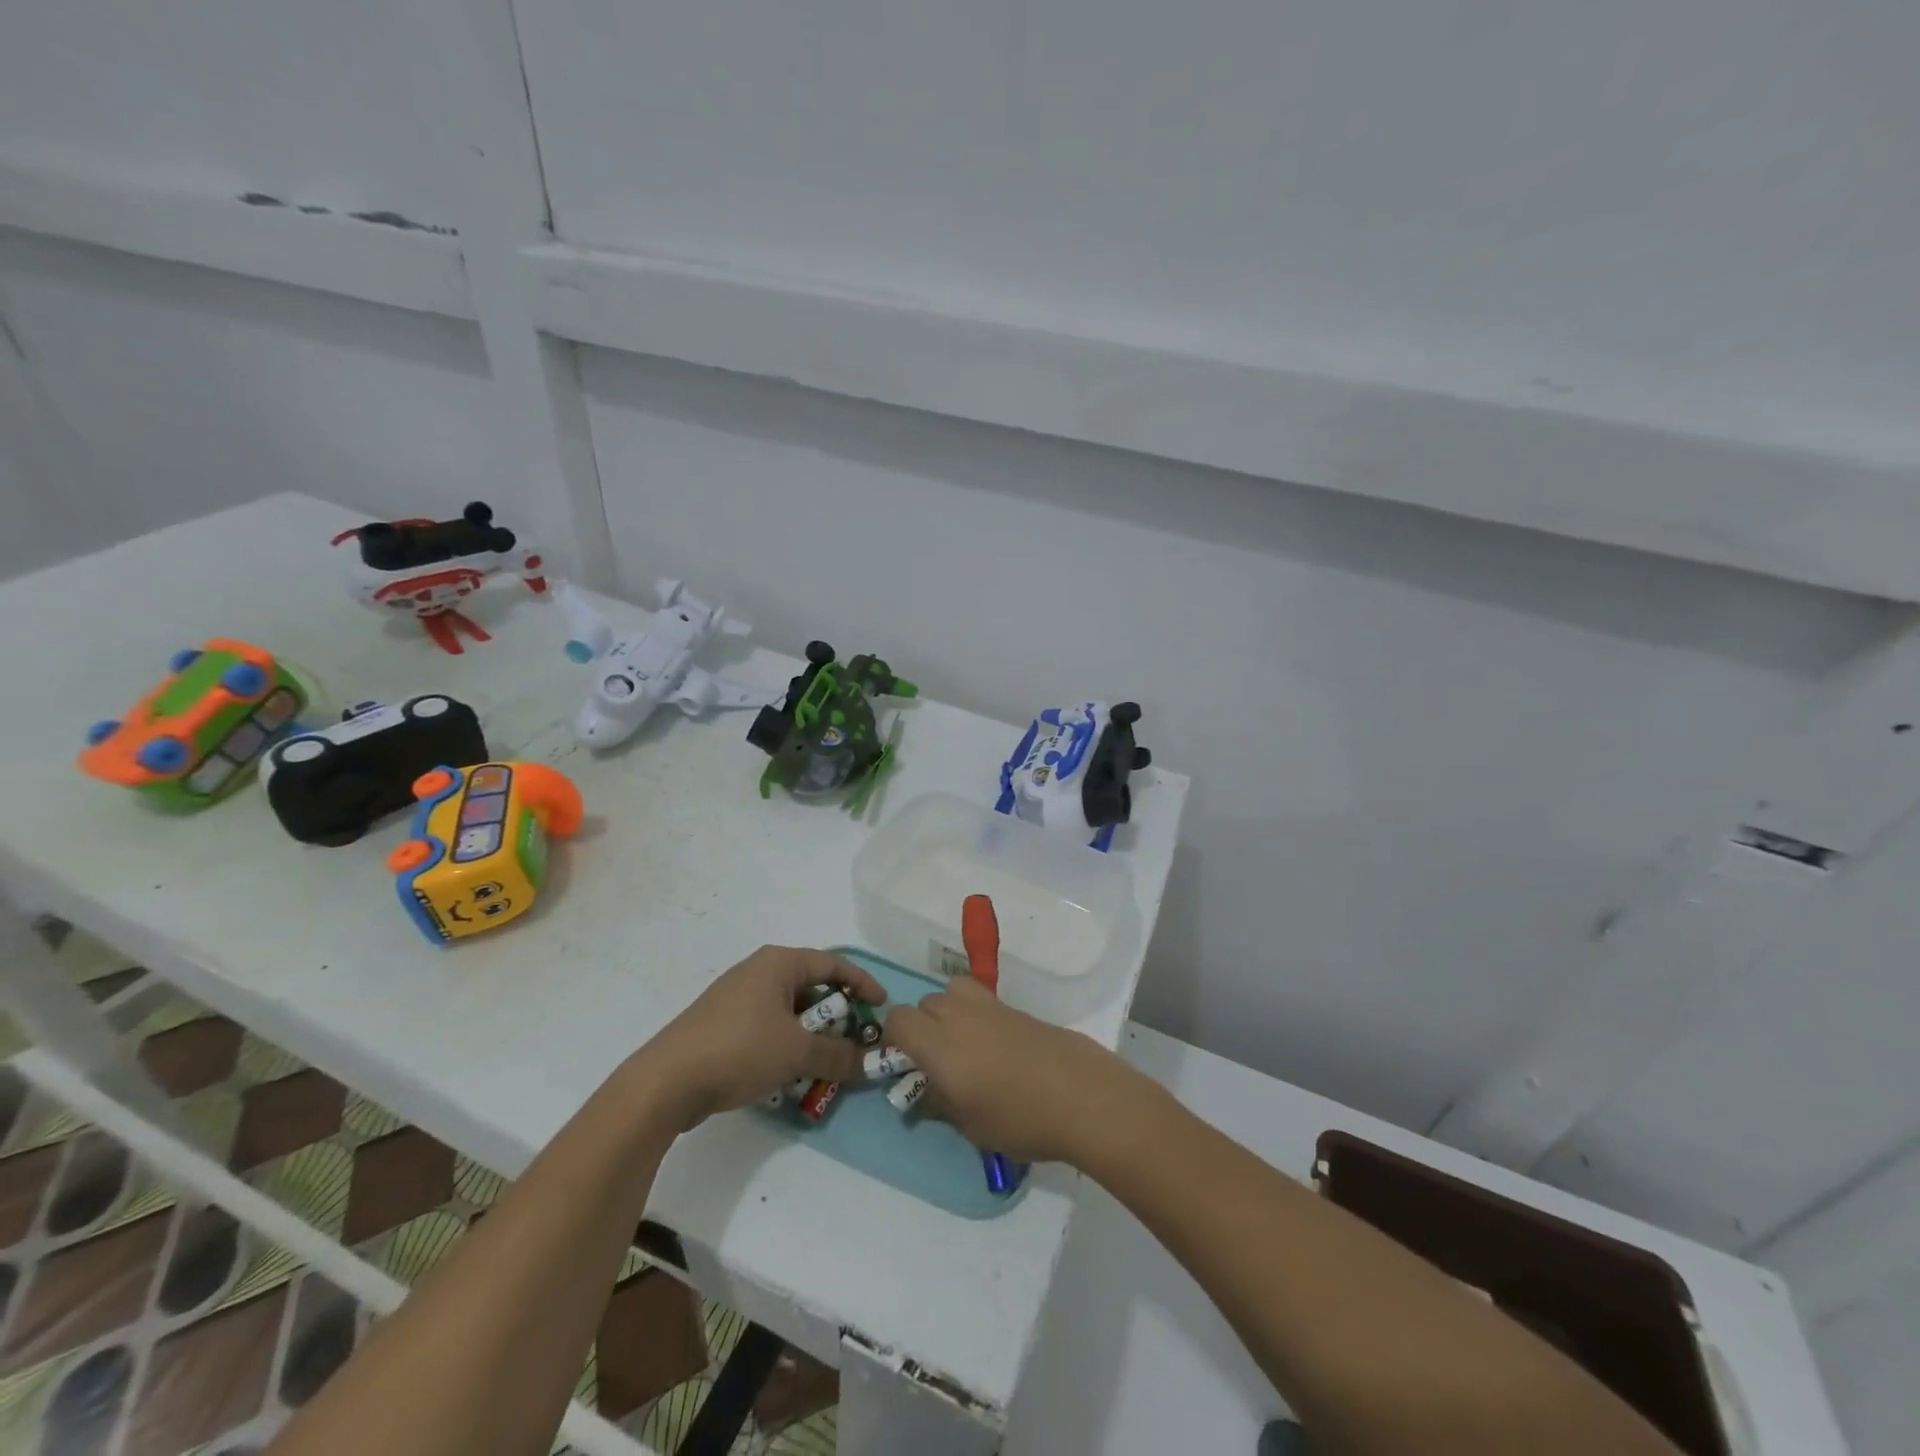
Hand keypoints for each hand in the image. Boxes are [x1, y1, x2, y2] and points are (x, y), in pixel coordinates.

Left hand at [642, 946, 886, 1128]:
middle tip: (857, 1041)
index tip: (883, 1007)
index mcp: (779, 963)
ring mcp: (737, 998)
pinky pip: (769, 1028)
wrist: (666, 1081)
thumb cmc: (740, 1049)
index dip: (862, 984)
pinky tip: (793, 1074)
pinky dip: (788, 1045)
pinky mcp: (723, 1025)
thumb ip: (839, 1056)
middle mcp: (759, 972)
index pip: (834, 964)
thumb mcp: (798, 1053)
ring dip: (813, 1036)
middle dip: (838, 1016)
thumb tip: (871, 1063)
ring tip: (829, 1063)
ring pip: (790, 1012)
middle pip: (812, 988)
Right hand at [881, 976, 1139, 1164]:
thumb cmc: (1019, 1118)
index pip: (898, 1019)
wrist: (1081, 1095)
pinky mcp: (1015, 1008)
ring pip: (952, 991)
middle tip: (937, 1062)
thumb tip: (924, 1096)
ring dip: (948, 1011)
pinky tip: (995, 1048)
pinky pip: (981, 999)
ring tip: (964, 1044)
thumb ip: (939, 1105)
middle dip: (922, 1027)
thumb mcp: (970, 1126)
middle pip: (925, 1003)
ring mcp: (990, 1006)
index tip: (905, 1065)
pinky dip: (976, 1014)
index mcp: (939, 1044)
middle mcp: (959, 1015)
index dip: (894, 1039)